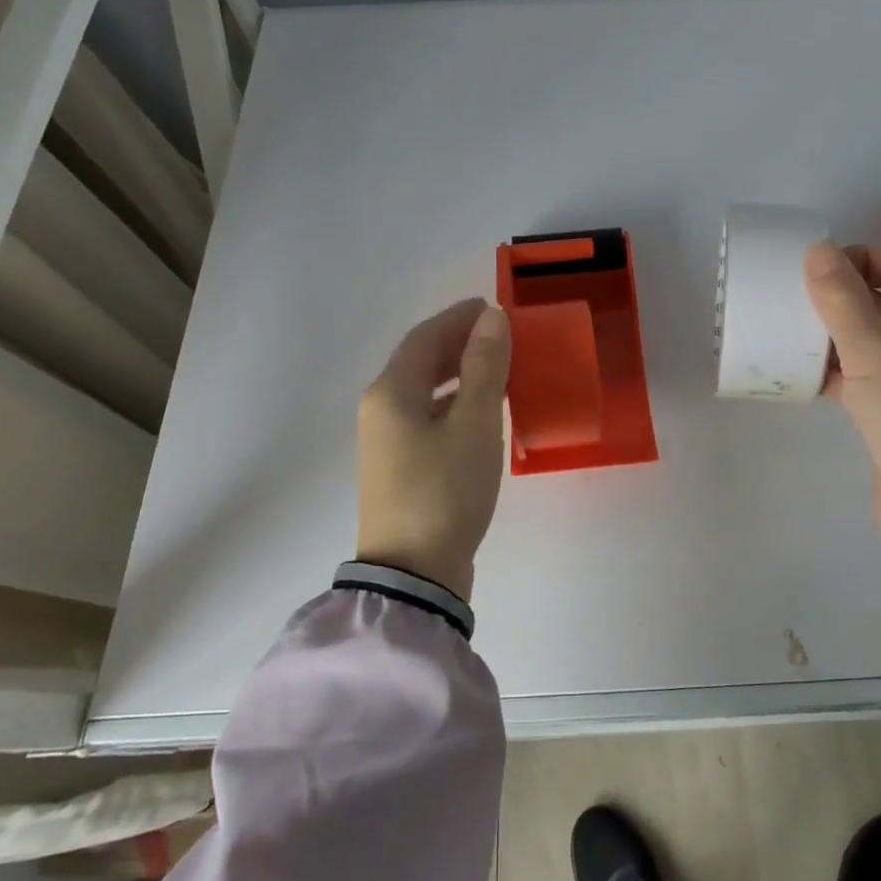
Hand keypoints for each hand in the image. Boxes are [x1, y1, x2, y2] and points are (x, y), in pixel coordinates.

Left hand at [356, 298, 511, 599]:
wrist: (414, 573)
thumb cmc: (445, 490)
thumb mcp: (474, 423)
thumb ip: (485, 366)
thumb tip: (492, 316)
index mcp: (391, 392)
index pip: (425, 337)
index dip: (459, 317)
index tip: (493, 307)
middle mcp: (380, 410)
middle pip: (419, 361)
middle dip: (458, 342)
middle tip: (499, 334)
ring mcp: (386, 441)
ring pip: (424, 390)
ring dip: (458, 372)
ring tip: (496, 367)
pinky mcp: (399, 467)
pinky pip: (427, 415)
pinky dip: (454, 401)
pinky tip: (479, 412)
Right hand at [804, 241, 880, 574]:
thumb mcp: (880, 362)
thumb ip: (845, 304)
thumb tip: (817, 249)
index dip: (859, 256)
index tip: (810, 272)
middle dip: (839, 293)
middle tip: (786, 299)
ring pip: (870, 337)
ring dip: (831, 332)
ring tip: (783, 331)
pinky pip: (863, 375)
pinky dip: (833, 369)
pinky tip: (796, 374)